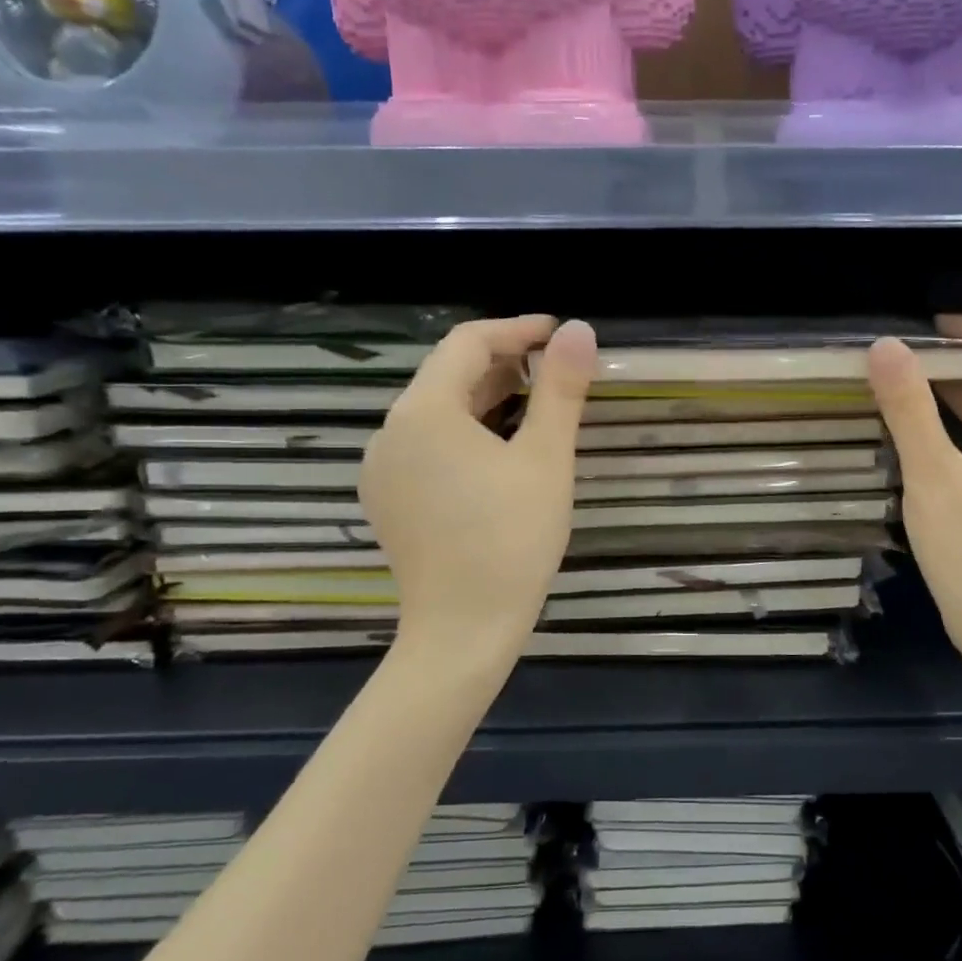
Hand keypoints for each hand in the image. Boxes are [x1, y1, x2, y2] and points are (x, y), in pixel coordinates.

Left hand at [360, 316, 596, 664]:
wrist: (462, 630)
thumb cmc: (511, 539)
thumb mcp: (545, 459)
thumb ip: (561, 389)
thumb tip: (578, 330)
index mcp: (424, 411)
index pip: (467, 343)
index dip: (516, 330)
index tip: (558, 334)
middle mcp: (390, 431)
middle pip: (447, 375)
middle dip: (502, 364)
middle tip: (554, 372)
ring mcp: (383, 469)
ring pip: (436, 412)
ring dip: (484, 399)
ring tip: (533, 408)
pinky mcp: (388, 499)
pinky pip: (426, 446)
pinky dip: (464, 433)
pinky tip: (497, 454)